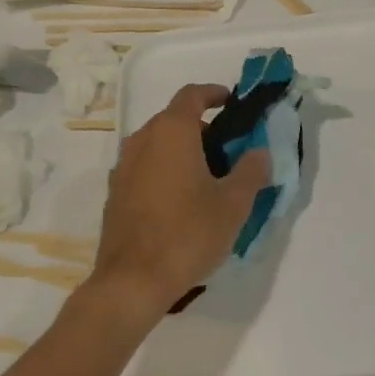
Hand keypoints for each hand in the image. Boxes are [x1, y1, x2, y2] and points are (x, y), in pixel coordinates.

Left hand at [91, 84, 271, 317]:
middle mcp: (142, 141)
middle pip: (174, 120)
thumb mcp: (234, 203)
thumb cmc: (188, 234)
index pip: (192, 95)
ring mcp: (123, 168)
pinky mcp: (115, 194)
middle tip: (230, 151)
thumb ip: (251, 171)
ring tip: (209, 178)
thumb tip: (259, 153)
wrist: (132, 282)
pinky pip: (145, 168)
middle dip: (203, 128)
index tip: (232, 102)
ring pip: (157, 145)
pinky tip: (183, 202)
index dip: (214, 94)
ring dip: (183, 151)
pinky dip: (166, 171)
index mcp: (171, 132)